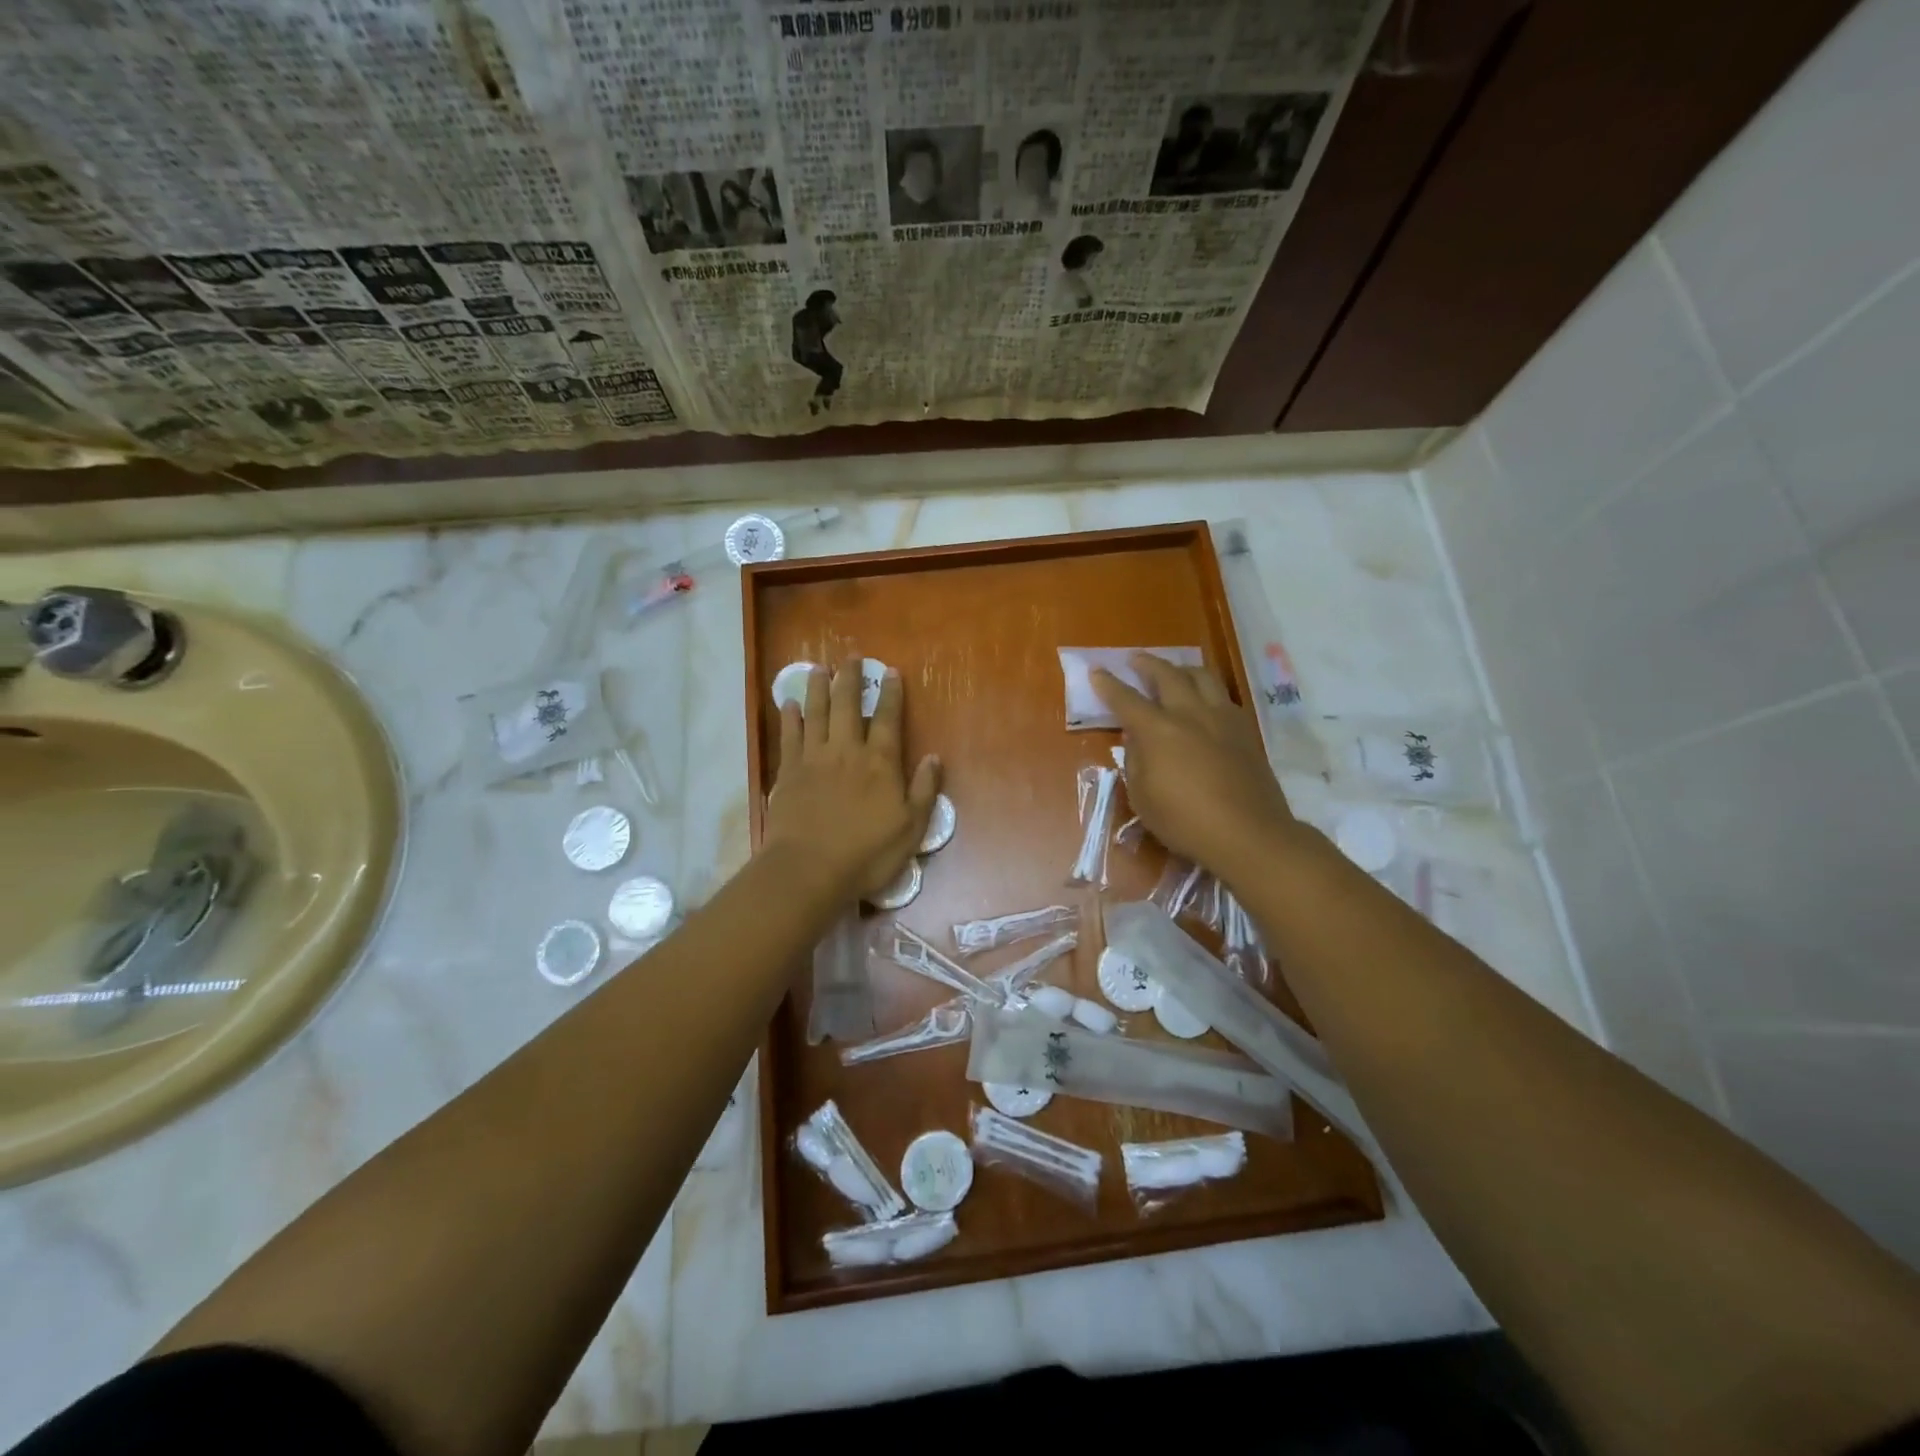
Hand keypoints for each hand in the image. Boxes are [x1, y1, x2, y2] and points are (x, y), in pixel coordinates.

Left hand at [764, 656, 940, 899]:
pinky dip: (790, 718)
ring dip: (817, 688)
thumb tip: (934, 757)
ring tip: (818, 668)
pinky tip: (788, 704)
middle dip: (851, 680)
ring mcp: (814, 759)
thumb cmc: (866, 853)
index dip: (892, 694)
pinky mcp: (788, 773)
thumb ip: (924, 790)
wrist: (809, 869)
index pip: (889, 720)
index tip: (891, 671)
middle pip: (848, 706)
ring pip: (816, 713)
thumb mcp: (911, 828)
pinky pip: (789, 737)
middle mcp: (847, 751)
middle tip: (851, 657)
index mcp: (880, 763)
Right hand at [1093, 654, 1294, 873]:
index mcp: (1158, 730)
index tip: (1097, 670)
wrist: (1247, 833)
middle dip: (1147, 664)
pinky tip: (1205, 701)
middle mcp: (1189, 714)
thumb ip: (1136, 762)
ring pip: (1202, 677)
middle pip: (1167, 675)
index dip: (1108, 684)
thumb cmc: (1185, 821)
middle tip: (1135, 659)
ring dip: (1182, 669)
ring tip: (1174, 671)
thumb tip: (1137, 741)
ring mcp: (1222, 718)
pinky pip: (1223, 696)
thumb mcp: (1143, 798)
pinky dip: (1207, 690)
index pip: (1126, 699)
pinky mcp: (1245, 730)